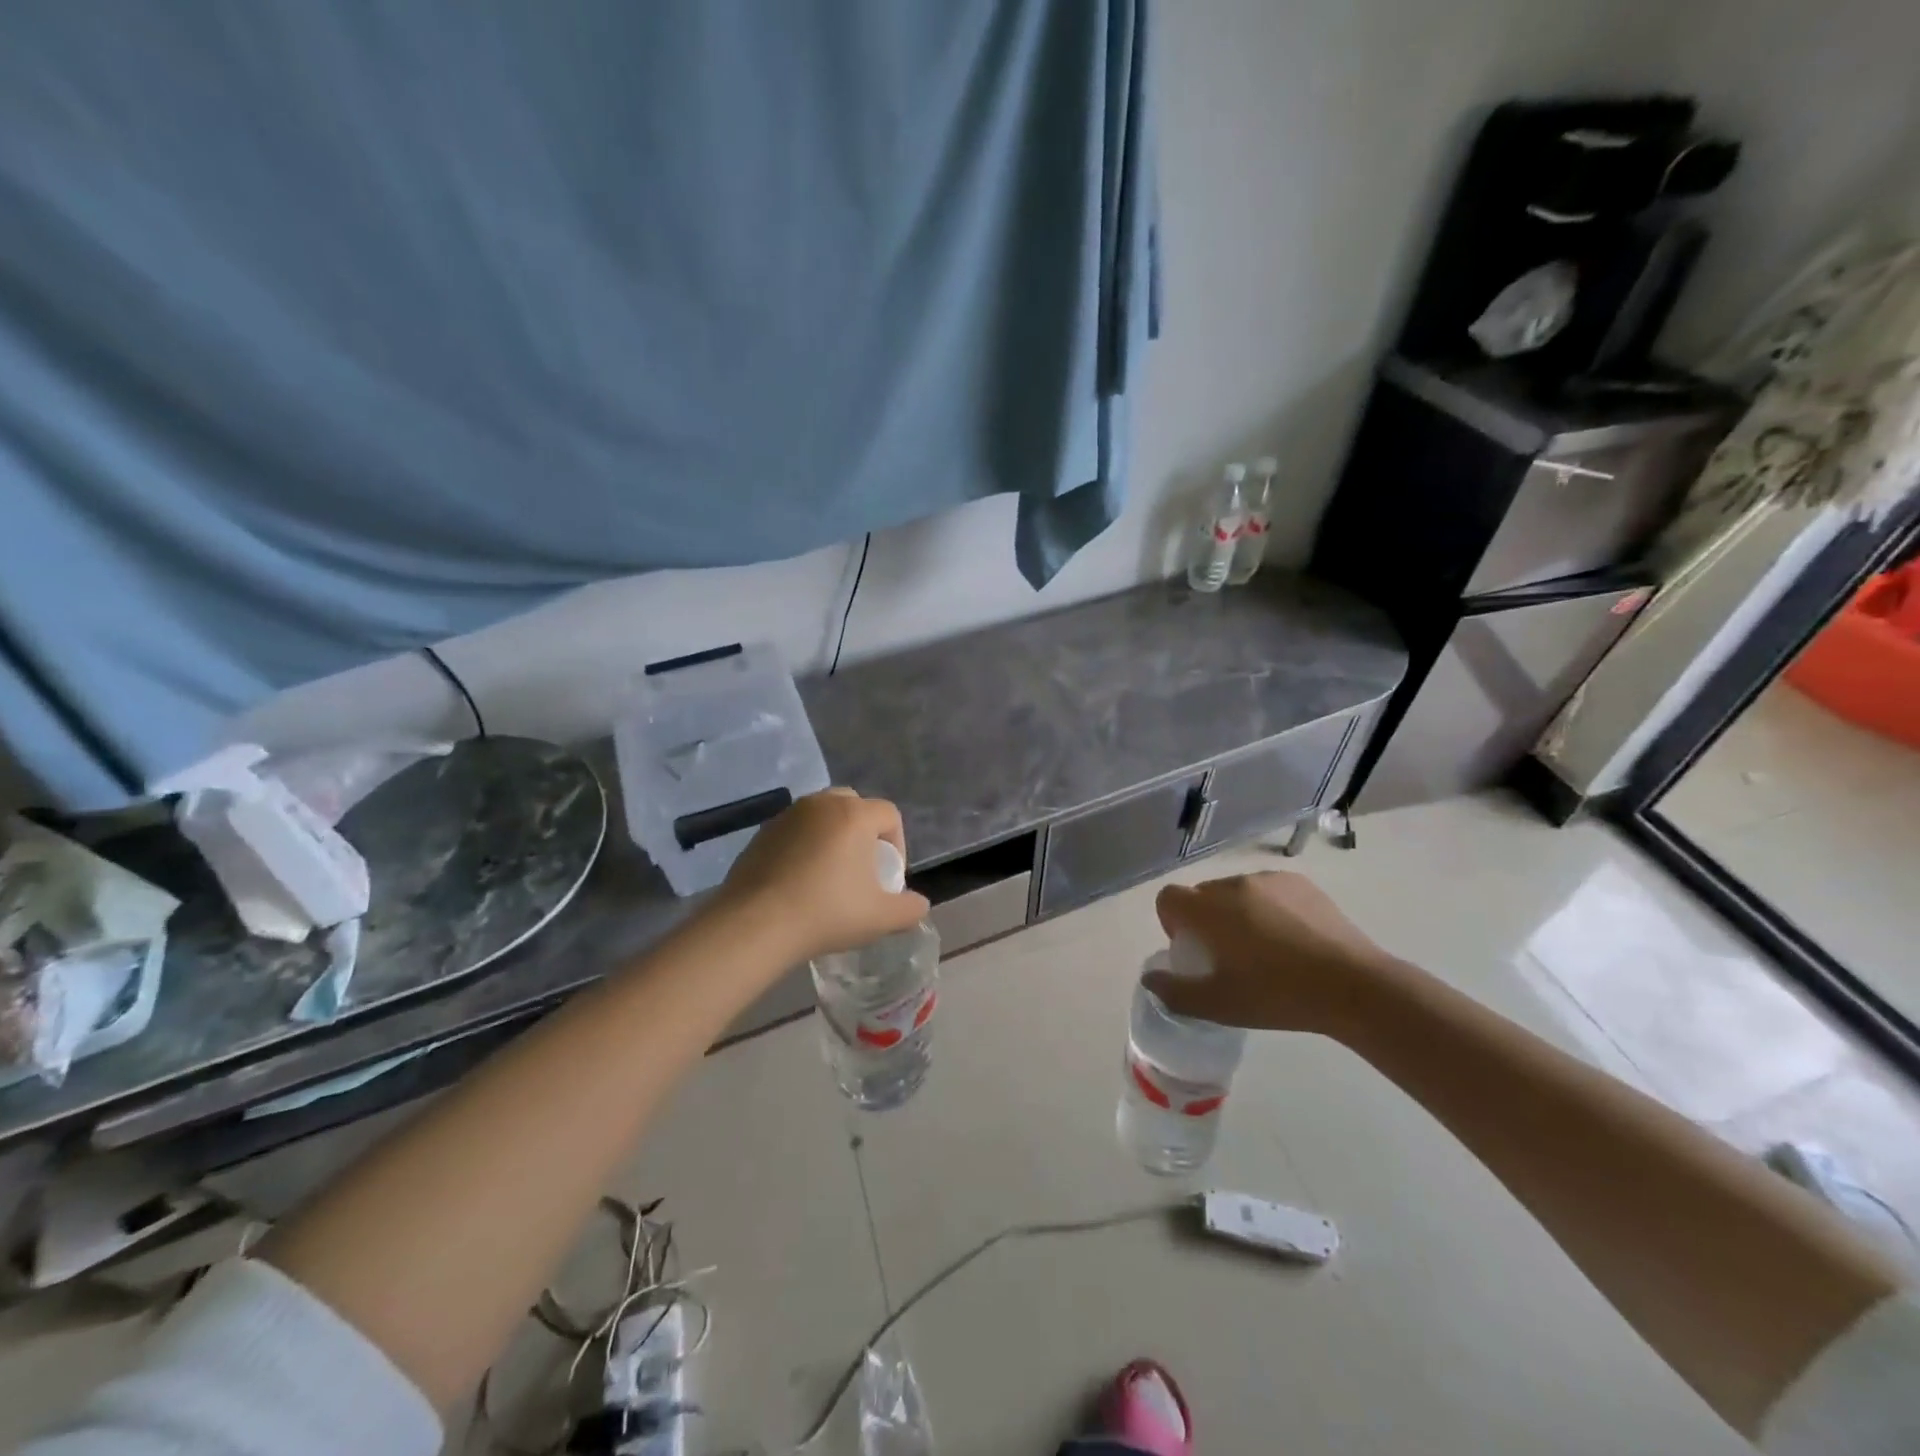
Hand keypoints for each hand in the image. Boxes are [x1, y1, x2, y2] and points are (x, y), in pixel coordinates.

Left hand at [711, 789, 930, 963]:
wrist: (756, 924)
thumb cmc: (827, 912)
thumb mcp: (881, 918)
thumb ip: (910, 908)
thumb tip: (919, 904)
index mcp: (855, 814)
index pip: (889, 815)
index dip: (898, 845)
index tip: (888, 879)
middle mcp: (821, 804)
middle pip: (855, 806)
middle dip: (864, 833)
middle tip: (861, 870)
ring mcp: (787, 815)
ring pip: (822, 816)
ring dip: (832, 837)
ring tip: (829, 876)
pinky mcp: (761, 832)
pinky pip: (794, 831)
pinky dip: (803, 847)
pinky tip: (798, 882)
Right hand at [1147, 871, 1398, 1035]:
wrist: (1354, 987)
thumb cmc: (1278, 995)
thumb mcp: (1219, 1005)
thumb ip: (1175, 992)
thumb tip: (1149, 979)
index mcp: (1208, 909)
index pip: (1168, 898)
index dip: (1171, 922)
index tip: (1193, 950)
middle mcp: (1233, 884)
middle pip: (1202, 895)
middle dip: (1205, 920)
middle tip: (1228, 956)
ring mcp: (1270, 880)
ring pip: (1236, 892)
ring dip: (1236, 913)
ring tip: (1264, 949)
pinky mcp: (1301, 883)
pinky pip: (1268, 890)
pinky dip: (1268, 908)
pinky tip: (1292, 939)